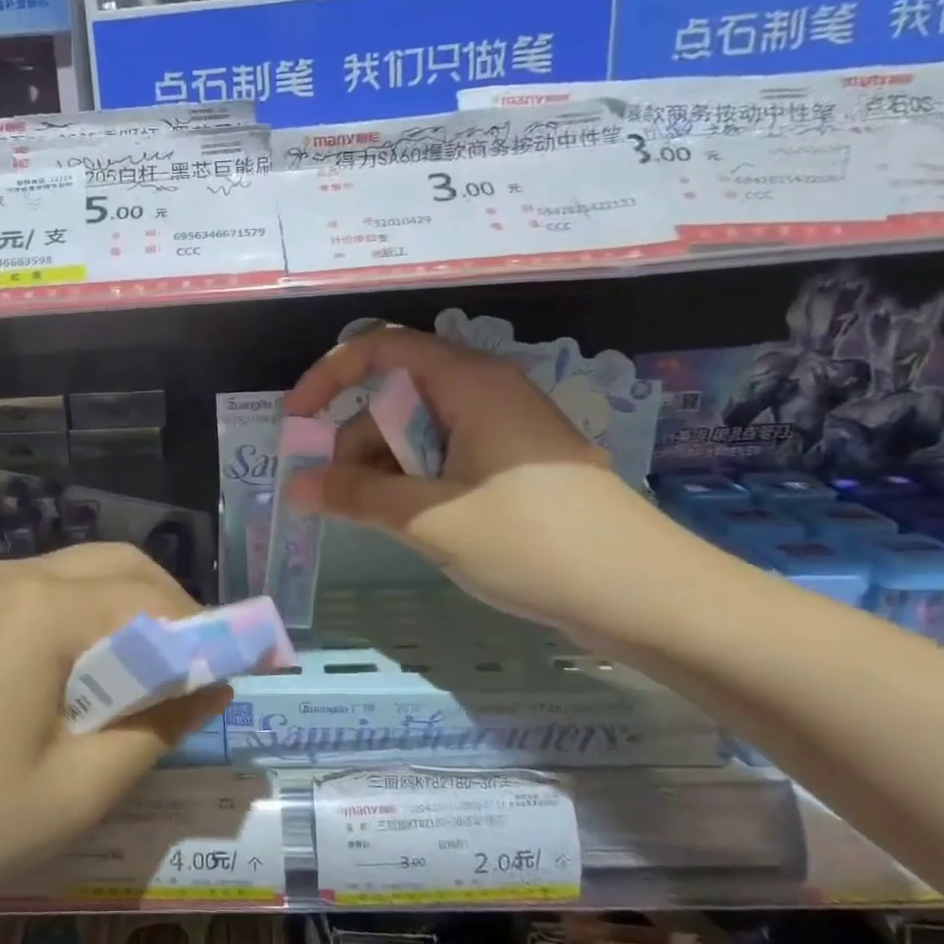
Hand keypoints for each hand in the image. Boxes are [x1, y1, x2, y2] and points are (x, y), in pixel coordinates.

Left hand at [0, 542, 229, 943]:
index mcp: (46, 608)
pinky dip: (91, 621)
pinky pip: (51, 594)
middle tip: (194, 680)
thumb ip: (159, 725)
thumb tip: (215, 682)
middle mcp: (18, 575)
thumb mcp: (77, 790)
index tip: (242, 675)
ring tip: (149, 685)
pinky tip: (91, 678)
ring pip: (88, 574)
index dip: (208, 634)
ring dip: (132, 614)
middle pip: (124, 567)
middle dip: (173, 612)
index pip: (155, 599)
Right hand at [284, 326, 667, 635]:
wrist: (648, 596)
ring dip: (383, 470)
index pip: (382, 346)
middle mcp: (485, 392)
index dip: (329, 375)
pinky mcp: (515, 465)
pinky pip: (446, 458)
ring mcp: (504, 429)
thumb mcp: (430, 520)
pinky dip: (414, 483)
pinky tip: (410, 524)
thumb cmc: (534, 543)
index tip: (295, 420)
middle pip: (396, 396)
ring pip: (419, 432)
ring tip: (374, 522)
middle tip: (334, 498)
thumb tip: (295, 485)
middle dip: (355, 441)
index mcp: (469, 382)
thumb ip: (356, 496)